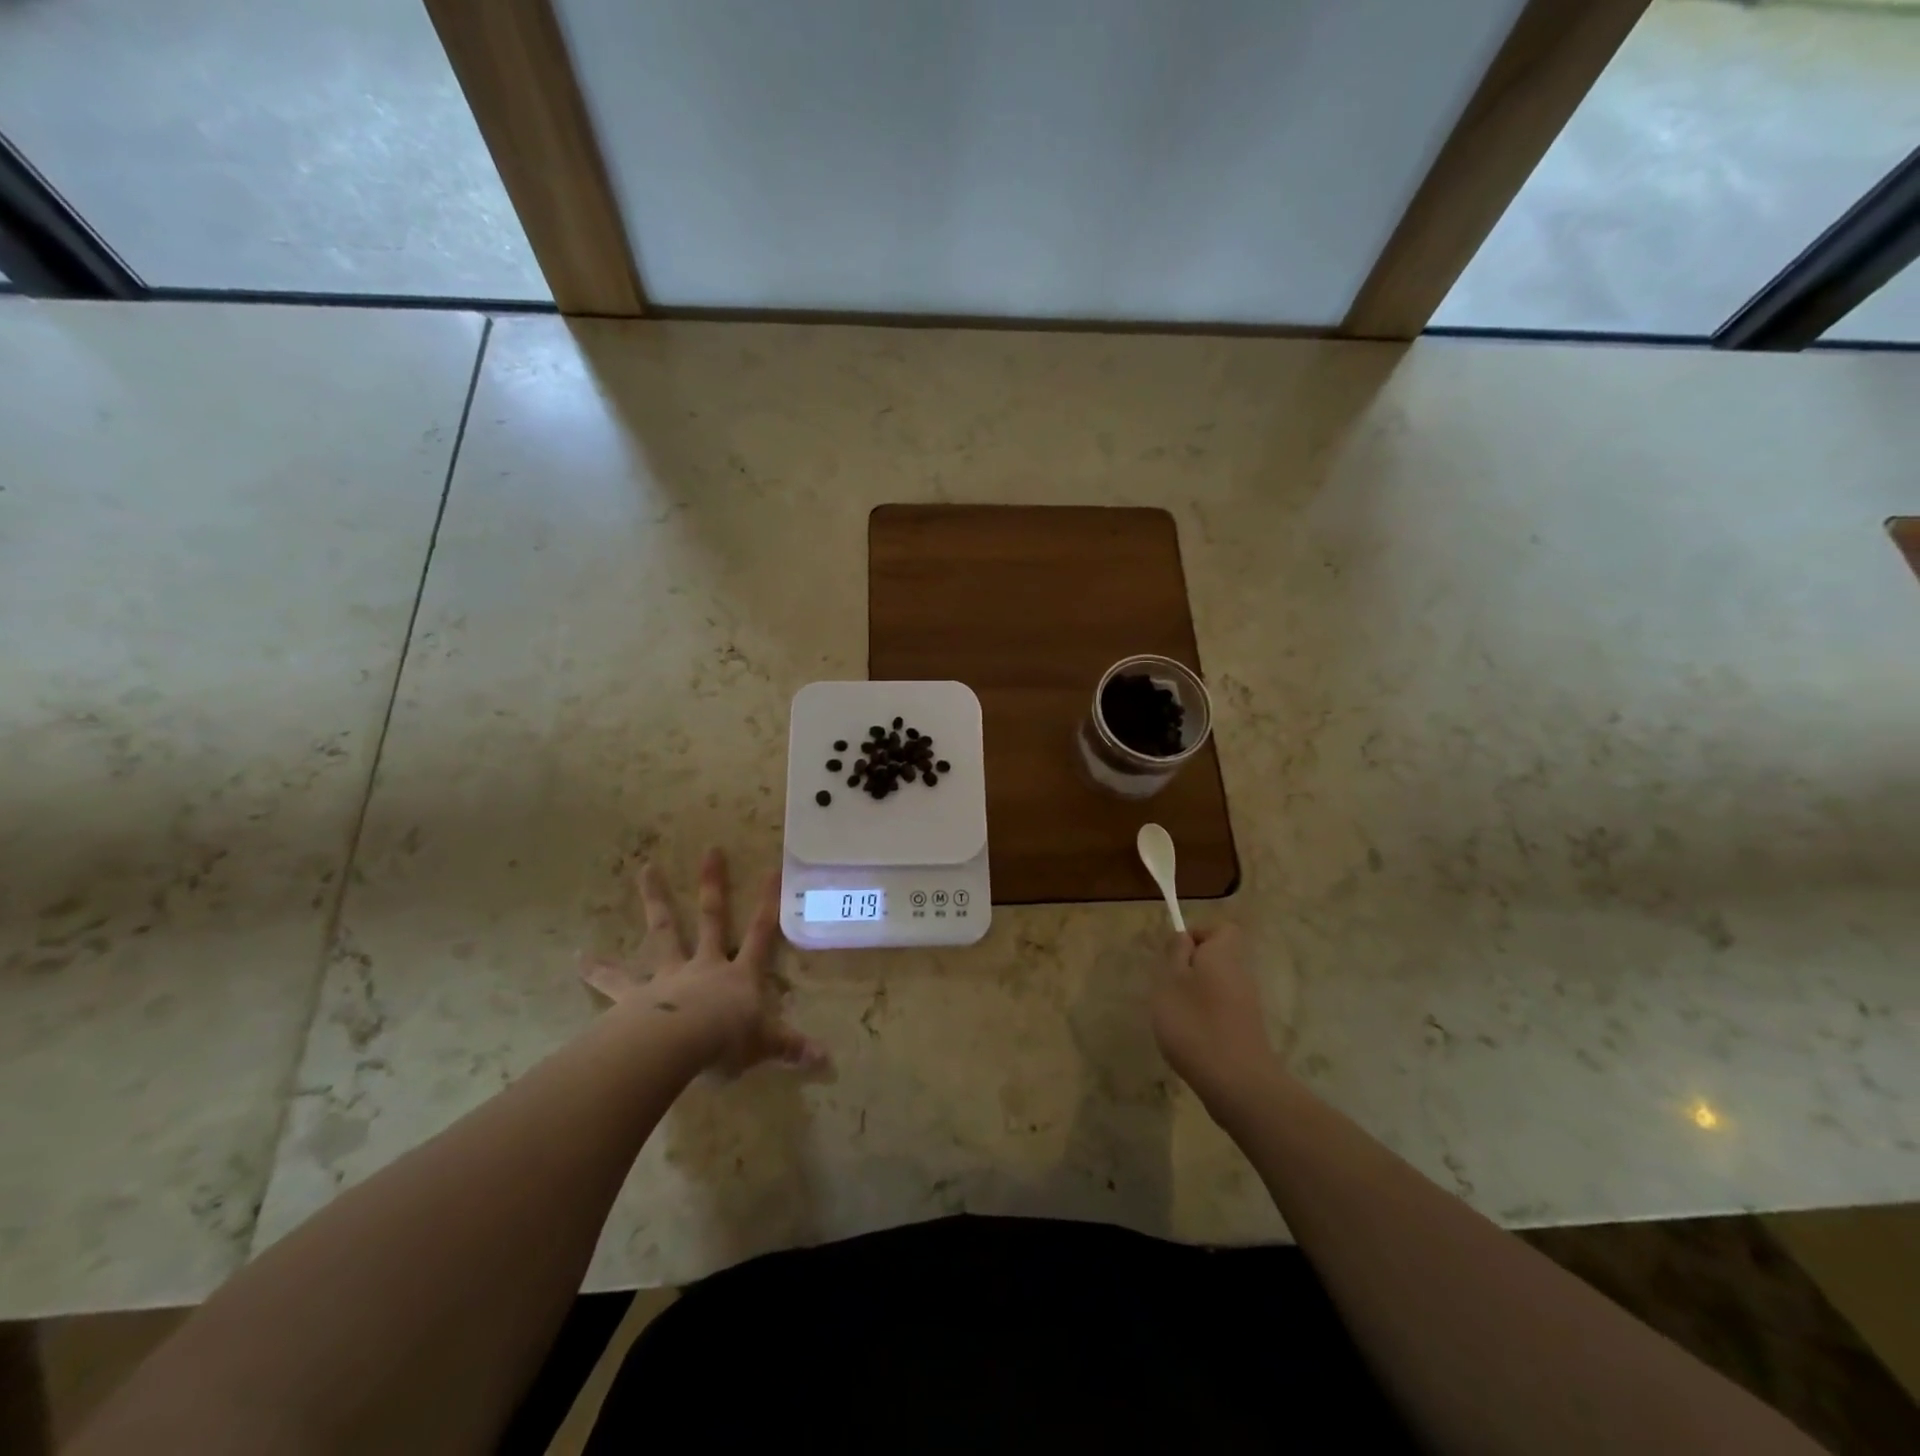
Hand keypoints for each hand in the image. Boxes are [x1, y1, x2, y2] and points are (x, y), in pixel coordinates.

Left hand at [583, 849, 827, 1076]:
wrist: (678, 1046)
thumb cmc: (727, 1042)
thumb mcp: (765, 1046)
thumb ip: (791, 1048)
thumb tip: (826, 1060)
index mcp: (739, 976)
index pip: (761, 933)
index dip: (769, 902)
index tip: (772, 868)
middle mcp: (706, 966)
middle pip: (713, 918)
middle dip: (714, 884)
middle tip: (711, 849)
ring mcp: (670, 976)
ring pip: (665, 933)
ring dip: (657, 900)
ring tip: (645, 869)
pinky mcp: (636, 995)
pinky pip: (615, 981)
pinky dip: (597, 969)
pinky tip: (578, 957)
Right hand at [1150, 923, 1277, 1112]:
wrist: (1237, 1083)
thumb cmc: (1195, 1023)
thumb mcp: (1170, 981)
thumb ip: (1175, 954)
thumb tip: (1184, 937)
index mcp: (1224, 954)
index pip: (1222, 929)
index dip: (1198, 934)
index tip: (1176, 954)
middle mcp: (1241, 974)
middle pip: (1218, 957)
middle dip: (1191, 967)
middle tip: (1168, 986)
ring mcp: (1246, 1004)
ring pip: (1218, 984)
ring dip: (1195, 994)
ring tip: (1175, 1014)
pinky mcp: (1246, 1030)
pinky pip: (1221, 1009)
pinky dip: (1205, 1017)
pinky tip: (1190, 1037)